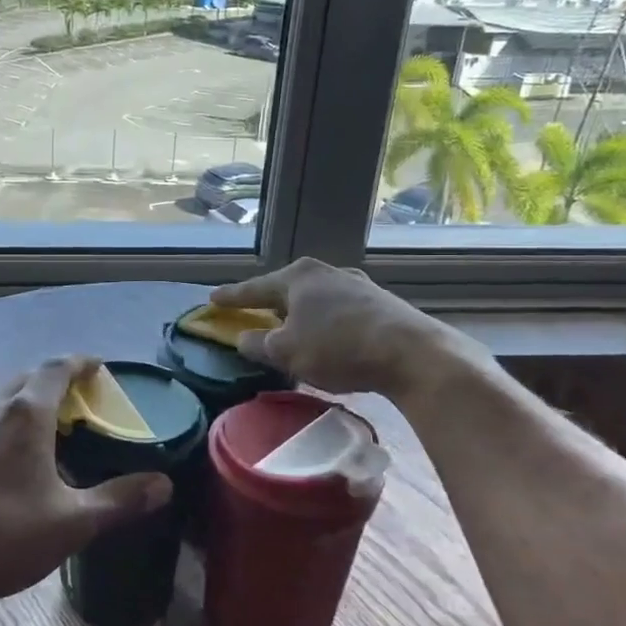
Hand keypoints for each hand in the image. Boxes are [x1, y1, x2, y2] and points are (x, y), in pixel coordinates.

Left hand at [0, 357, 173, 611]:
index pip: (57, 368)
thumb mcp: (73, 522)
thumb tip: (164, 485)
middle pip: (28, 378)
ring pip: (1, 397)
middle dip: (55, 382)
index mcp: (26, 413)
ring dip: (26, 401)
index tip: (98, 367)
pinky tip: (8, 455)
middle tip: (79, 402)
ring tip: (47, 428)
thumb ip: (120, 499)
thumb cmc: (5, 536)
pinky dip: (3, 421)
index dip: (81, 363)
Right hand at [211, 258, 493, 400]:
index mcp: (298, 277)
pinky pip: (339, 310)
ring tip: (292, 328)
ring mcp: (357, 285)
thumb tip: (243, 339)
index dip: (232, 297)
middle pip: (287, 288)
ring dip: (301, 314)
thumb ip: (258, 345)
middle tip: (254, 312)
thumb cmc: (338, 348)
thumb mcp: (287, 353)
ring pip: (316, 299)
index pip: (254, 288)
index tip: (212, 298)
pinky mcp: (380, 303)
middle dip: (270, 302)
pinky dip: (326, 322)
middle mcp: (326, 272)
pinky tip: (329, 338)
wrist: (412, 353)